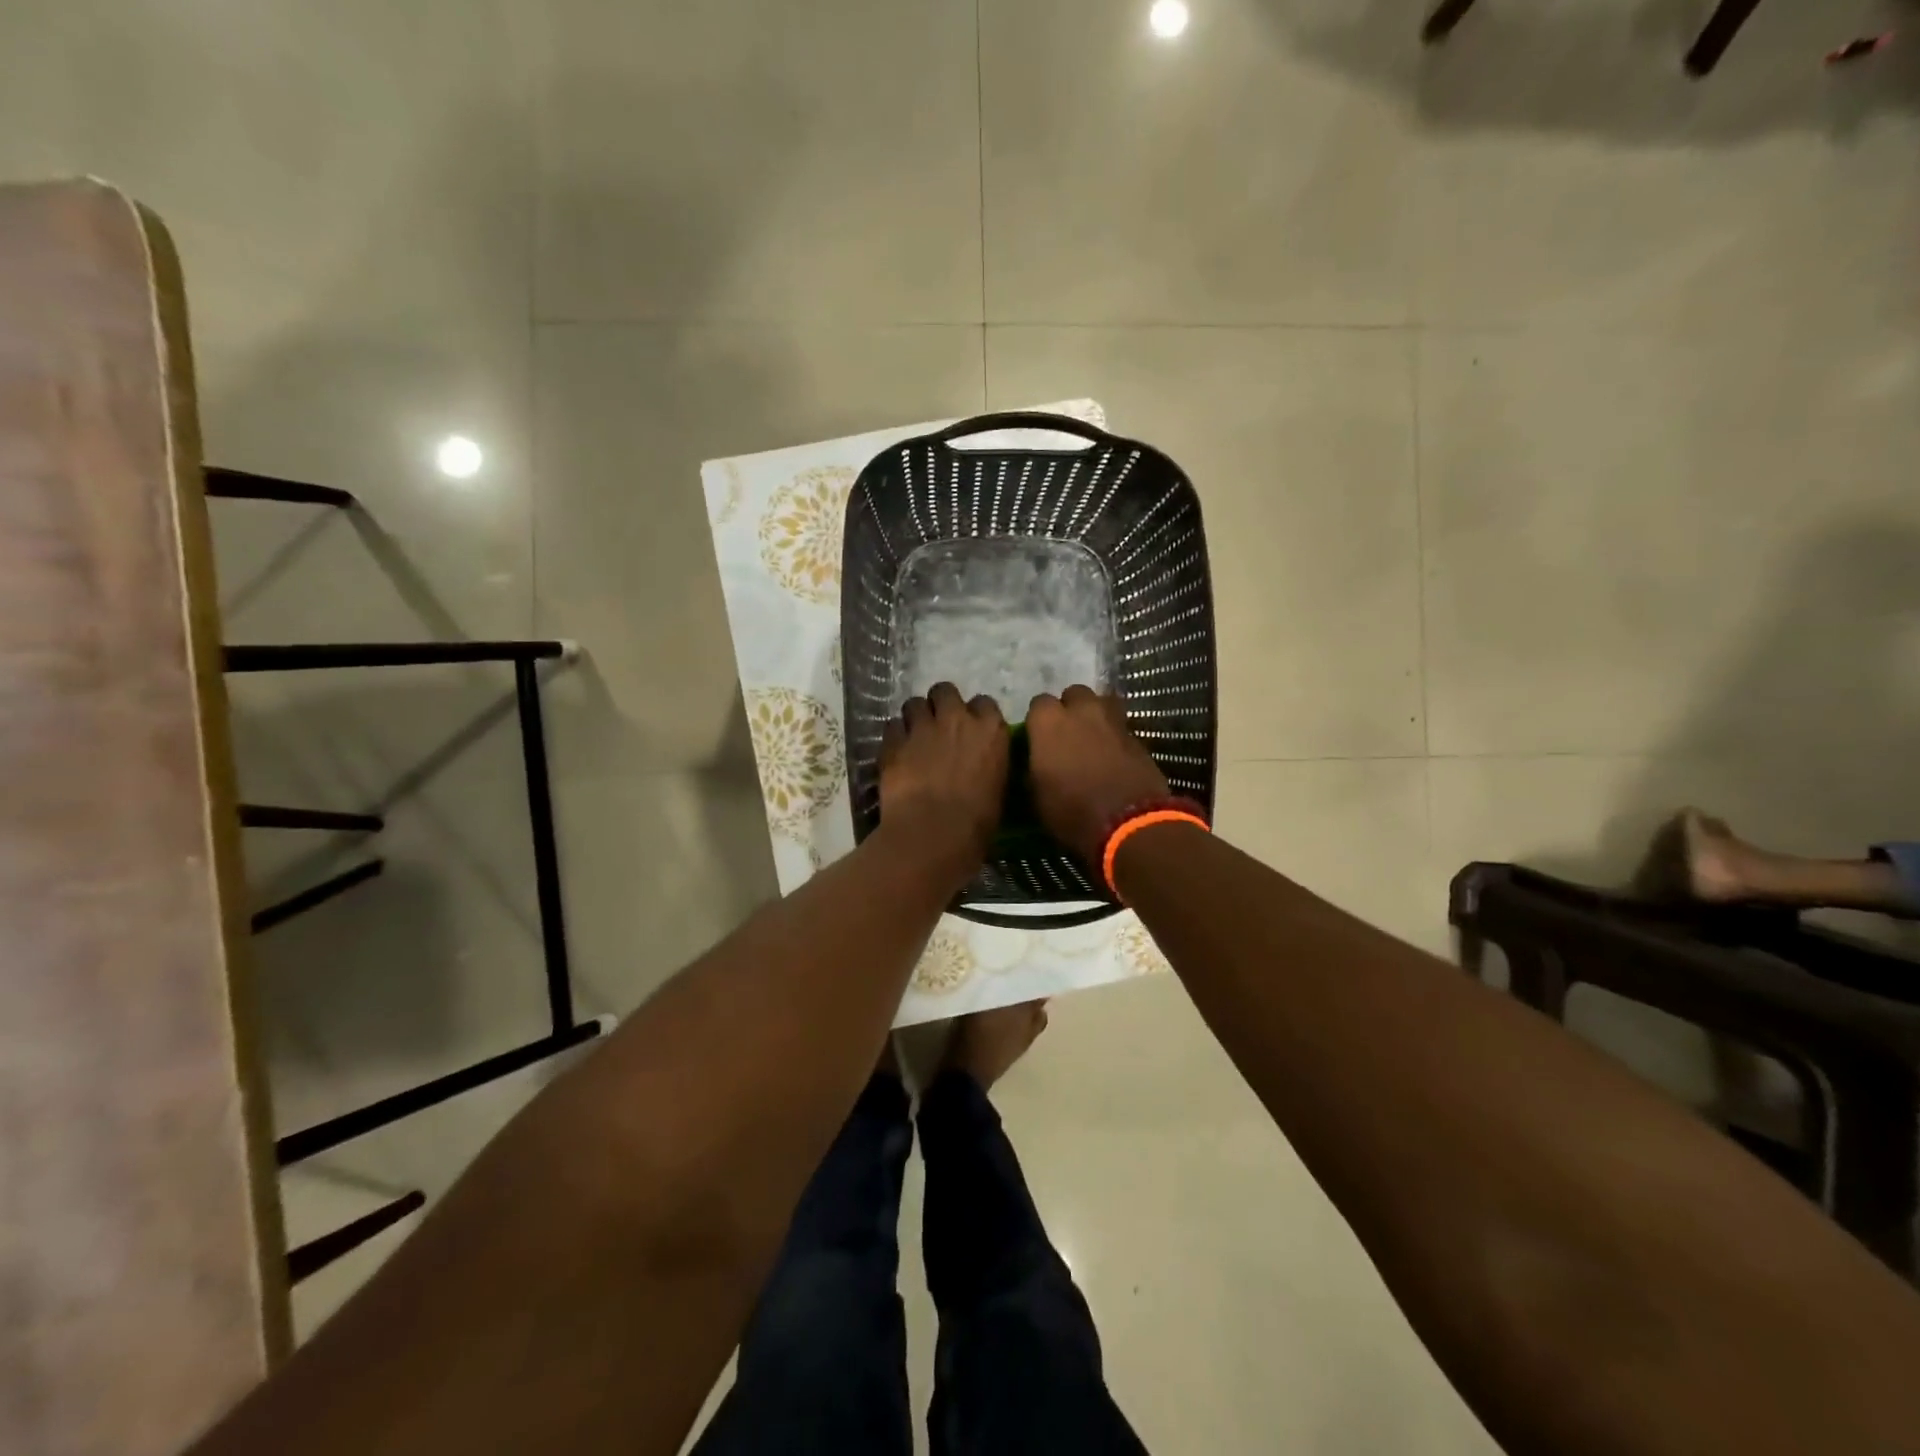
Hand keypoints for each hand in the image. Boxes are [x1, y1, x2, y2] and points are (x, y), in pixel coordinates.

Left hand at [880, 683, 1009, 879]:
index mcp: (990, 731)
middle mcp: (956, 719)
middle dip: (941, 704)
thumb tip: (981, 765)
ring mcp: (922, 727)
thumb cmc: (976, 824)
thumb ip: (989, 765)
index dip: (975, 715)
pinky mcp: (893, 742)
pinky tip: (896, 753)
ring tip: (914, 737)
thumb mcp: (998, 790)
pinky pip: (892, 727)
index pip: (984, 703)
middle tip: (938, 726)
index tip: (971, 730)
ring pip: (914, 704)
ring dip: (915, 717)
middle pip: (945, 691)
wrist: (933, 835)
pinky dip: (895, 737)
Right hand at [1025, 686, 1169, 866]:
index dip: (1038, 721)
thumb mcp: (1036, 797)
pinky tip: (1113, 757)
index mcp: (1048, 722)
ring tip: (1092, 738)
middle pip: (1074, 694)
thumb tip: (1036, 764)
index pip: (1038, 703)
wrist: (1128, 823)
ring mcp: (1113, 721)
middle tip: (1067, 734)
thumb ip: (1034, 768)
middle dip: (1070, 709)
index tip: (1038, 739)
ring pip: (1102, 703)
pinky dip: (1115, 737)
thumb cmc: (1071, 811)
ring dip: (1095, 716)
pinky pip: (1121, 727)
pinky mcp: (1138, 737)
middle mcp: (1081, 711)